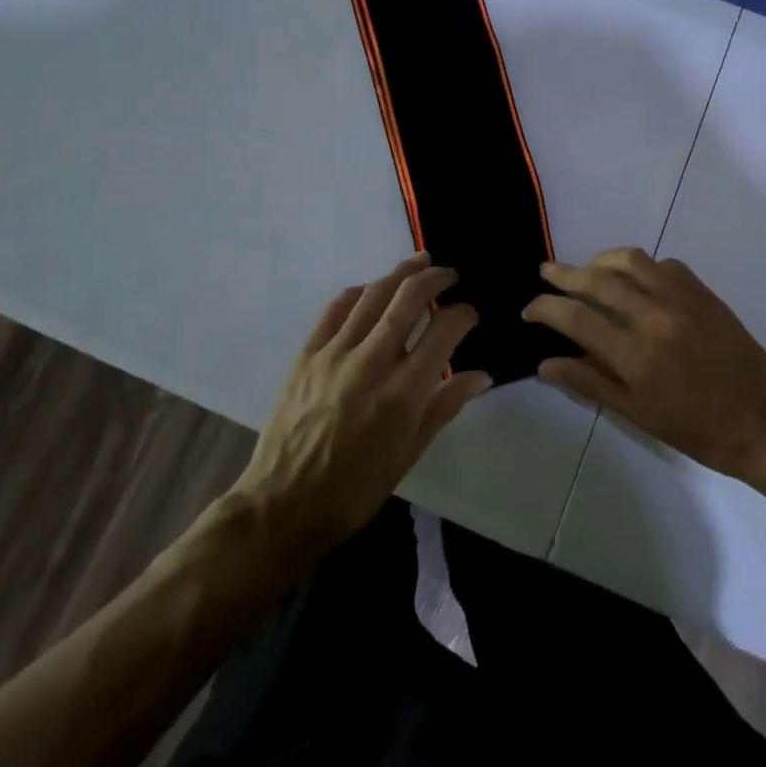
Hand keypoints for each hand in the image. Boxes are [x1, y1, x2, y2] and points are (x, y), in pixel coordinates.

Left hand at [229, 253, 491, 568]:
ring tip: (420, 262)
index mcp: (402, 395)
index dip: (463, 314)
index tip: (470, 314)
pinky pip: (336, 308)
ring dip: (400, 273)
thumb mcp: (409, 454)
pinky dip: (360, 291)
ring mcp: (333, 354)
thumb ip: (445, 406)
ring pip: (373, 294)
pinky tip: (373, 288)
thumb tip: (482, 375)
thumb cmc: (355, 489)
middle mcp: (370, 364)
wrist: (284, 504)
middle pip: (408, 299)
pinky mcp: (306, 354)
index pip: (443, 332)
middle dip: (435, 279)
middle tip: (450, 275)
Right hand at [525, 248, 765, 485]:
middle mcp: (656, 318)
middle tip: (546, 272)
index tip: (529, 309)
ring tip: (587, 269)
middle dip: (564, 274)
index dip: (545, 308)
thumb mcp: (639, 416)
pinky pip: (664, 265)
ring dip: (601, 260)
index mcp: (636, 356)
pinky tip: (634, 279)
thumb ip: (590, 383)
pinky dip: (641, 266)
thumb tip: (545, 364)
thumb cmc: (698, 431)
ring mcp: (683, 300)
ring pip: (631, 260)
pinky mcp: (704, 293)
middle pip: (598, 280)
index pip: (576, 318)